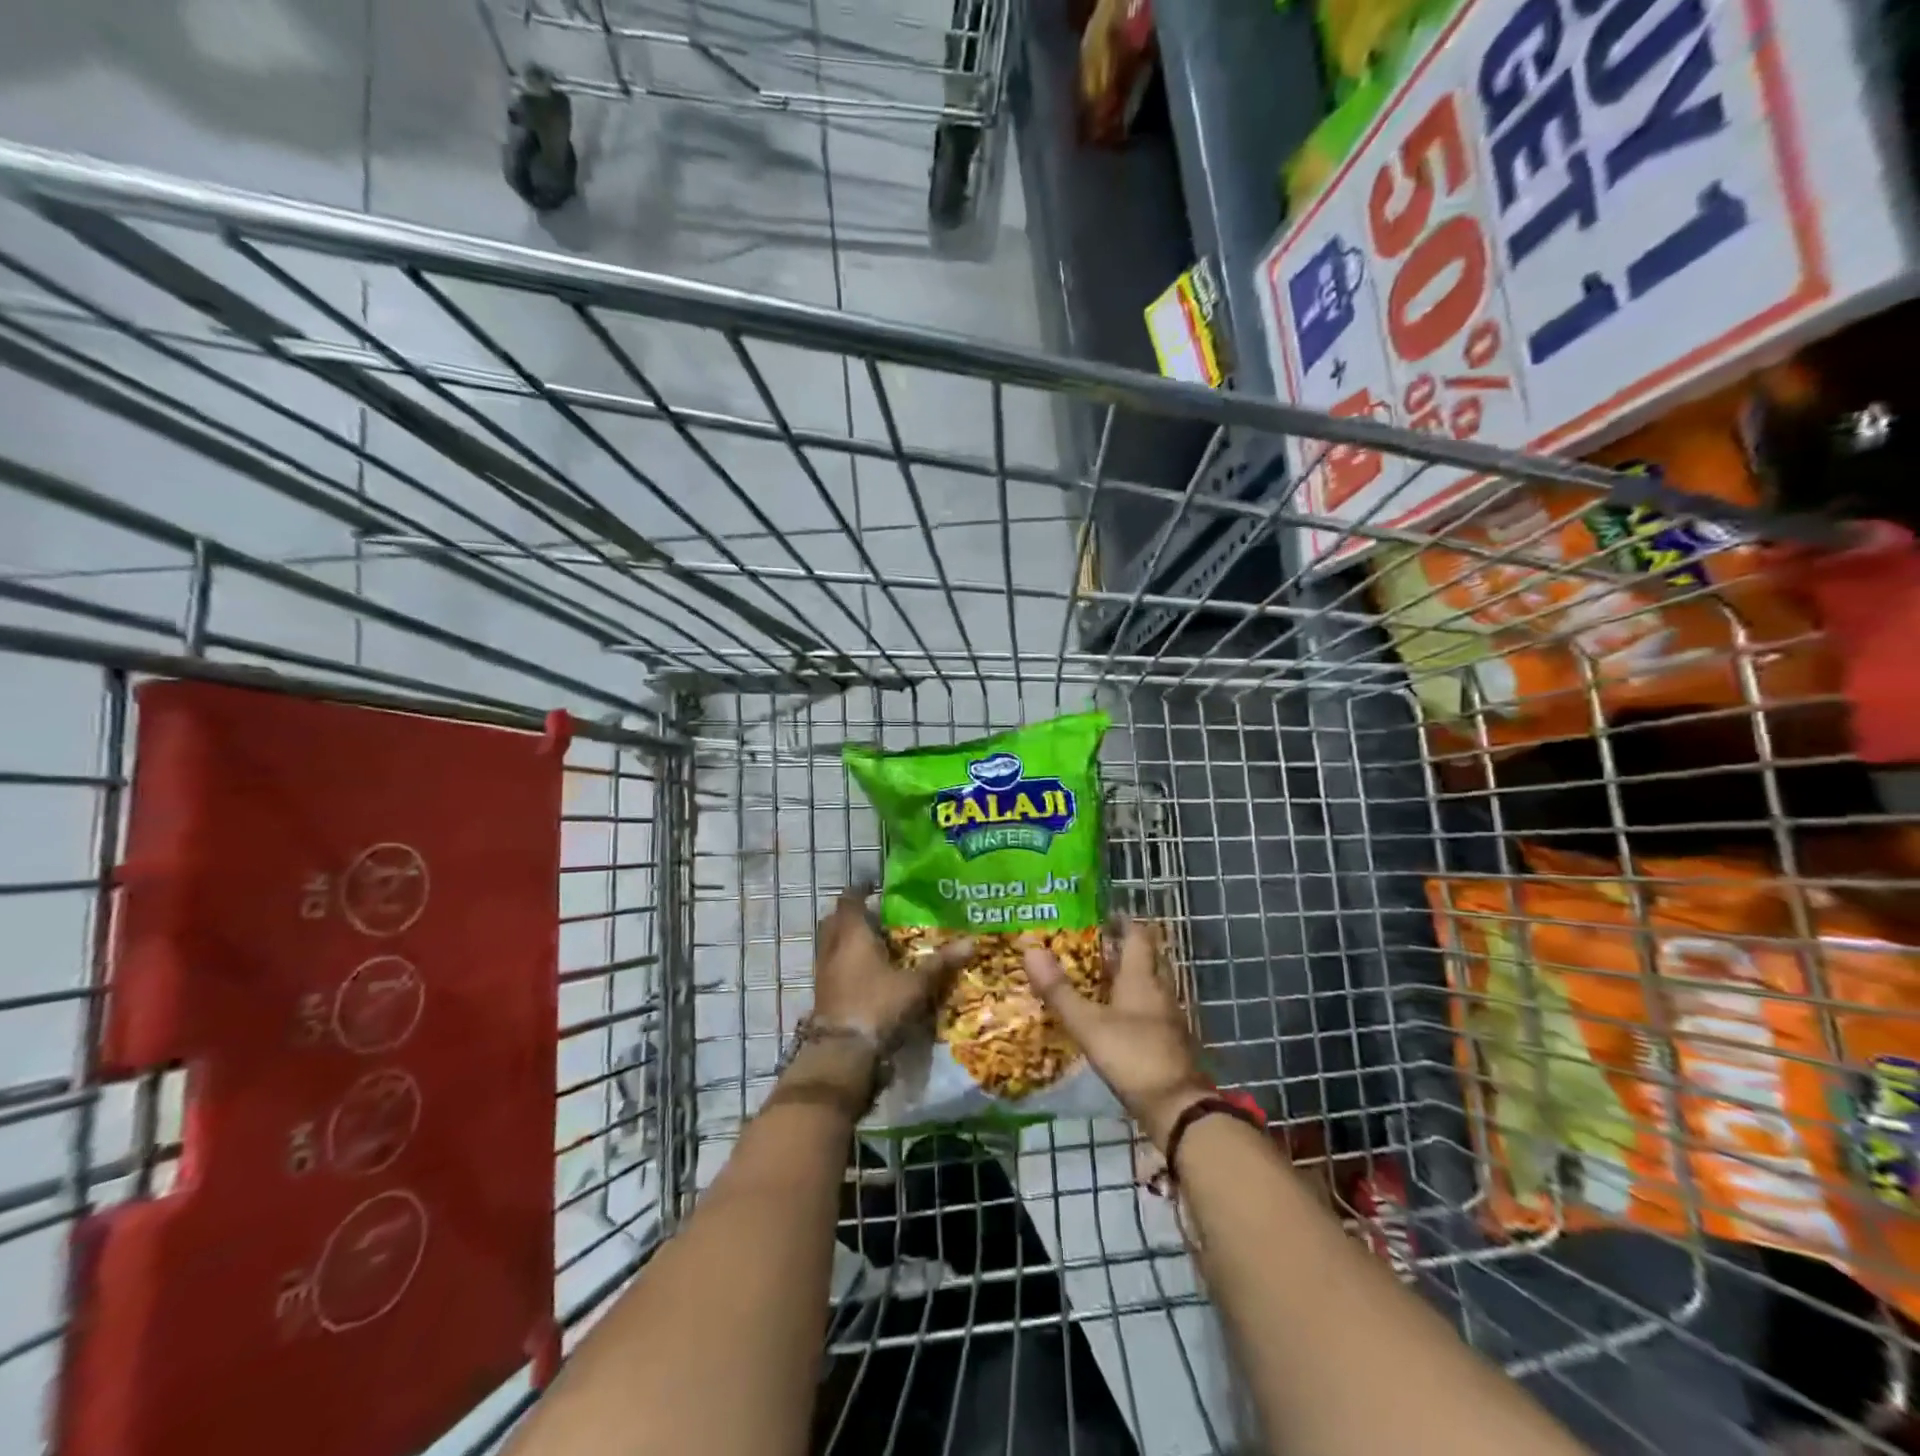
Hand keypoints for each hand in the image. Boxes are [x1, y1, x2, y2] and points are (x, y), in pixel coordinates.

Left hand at [812, 884, 973, 1043]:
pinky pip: (831, 965)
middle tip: (877, 915)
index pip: (850, 899)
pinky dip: (845, 961)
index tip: (876, 887)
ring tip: (874, 942)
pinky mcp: (822, 993)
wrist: (843, 1052)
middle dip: (853, 914)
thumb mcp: (915, 985)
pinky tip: (866, 972)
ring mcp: (823, 971)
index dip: (861, 890)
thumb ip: (941, 963)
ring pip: (831, 943)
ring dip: (846, 938)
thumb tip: (972, 941)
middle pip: (836, 919)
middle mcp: (832, 946)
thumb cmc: (877, 1005)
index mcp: (852, 933)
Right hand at [1022, 919, 1211, 1146]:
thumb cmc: (1132, 1056)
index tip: (1104, 914)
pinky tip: (1117, 1013)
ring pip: (1152, 983)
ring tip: (1101, 974)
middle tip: (1098, 942)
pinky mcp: (1170, 1040)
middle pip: (1148, 957)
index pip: (1138, 936)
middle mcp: (1160, 989)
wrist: (1177, 1108)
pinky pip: (1153, 1007)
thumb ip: (1059, 990)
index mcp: (1142, 978)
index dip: (1123, 922)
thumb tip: (1030, 949)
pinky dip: (1136, 1001)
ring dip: (1131, 974)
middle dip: (1127, 946)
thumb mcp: (1088, 1024)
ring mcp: (1169, 1016)